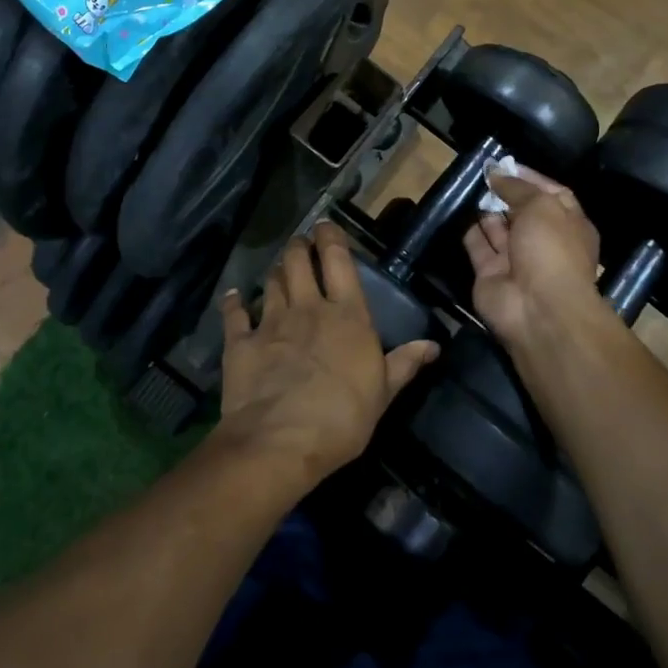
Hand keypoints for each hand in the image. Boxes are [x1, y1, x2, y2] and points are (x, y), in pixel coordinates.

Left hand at [217, 222, 439, 483]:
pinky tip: (233, 296)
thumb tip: (434, 345)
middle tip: (300, 244)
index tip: (325, 226)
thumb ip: (404, 364)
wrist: (280, 442)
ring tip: (279, 268)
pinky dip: (234, 302)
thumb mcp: (383, 394)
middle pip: (299, 262)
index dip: (331, 238)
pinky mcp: (241, 342)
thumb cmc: (342, 418)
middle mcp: (308, 308)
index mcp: (347, 316)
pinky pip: (234, 314)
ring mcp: (271, 323)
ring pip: (271, 282)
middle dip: (299, 247)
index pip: (339, 262)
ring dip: (276, 271)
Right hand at [464, 169, 602, 346]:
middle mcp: (543, 241)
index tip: (504, 163)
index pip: (551, 193)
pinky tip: (457, 209)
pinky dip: (469, 229)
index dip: (528, 177)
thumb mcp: (542, 206)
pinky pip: (478, 245)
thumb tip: (496, 173)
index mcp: (569, 224)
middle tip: (481, 173)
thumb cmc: (551, 250)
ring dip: (485, 209)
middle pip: (521, 211)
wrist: (537, 309)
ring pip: (498, 228)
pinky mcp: (490, 273)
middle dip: (504, 192)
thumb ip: (517, 188)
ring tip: (468, 185)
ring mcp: (515, 259)